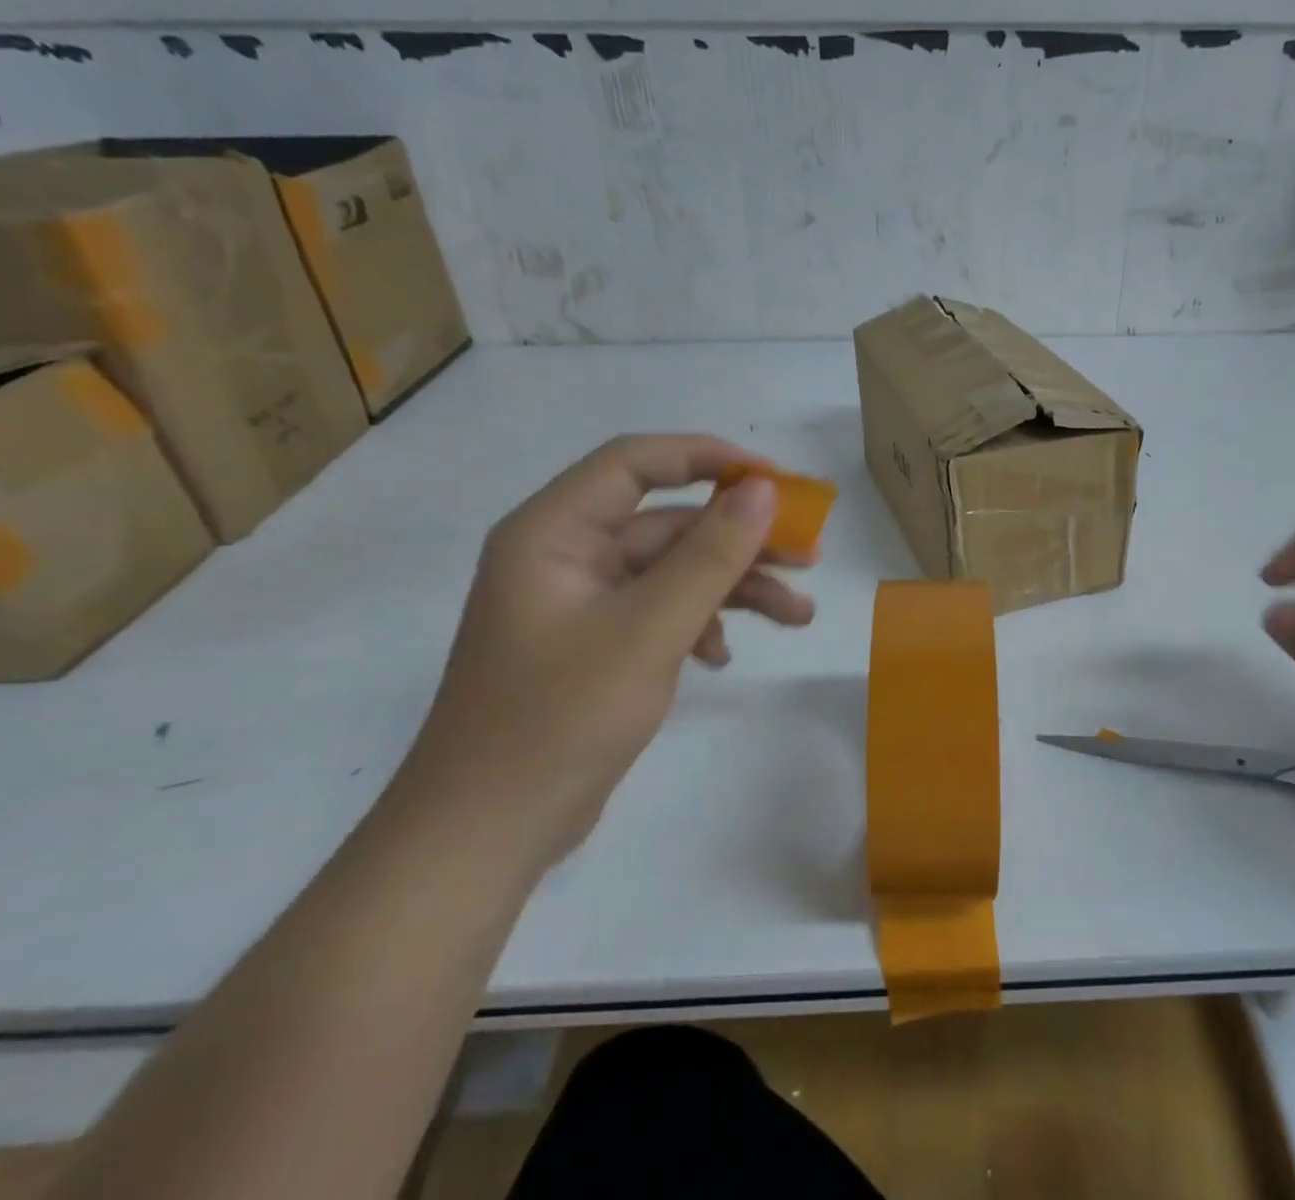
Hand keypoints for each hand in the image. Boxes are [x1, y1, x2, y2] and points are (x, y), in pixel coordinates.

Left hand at [387, 435, 813, 872]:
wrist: (486, 835)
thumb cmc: (560, 718)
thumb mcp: (650, 630)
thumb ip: (710, 554)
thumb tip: (762, 489)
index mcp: (555, 532)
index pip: (637, 462)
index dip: (709, 458)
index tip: (774, 480)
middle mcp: (566, 555)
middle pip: (668, 522)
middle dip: (740, 540)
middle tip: (808, 554)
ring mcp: (581, 602)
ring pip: (673, 570)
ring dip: (734, 588)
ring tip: (799, 616)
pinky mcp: (596, 643)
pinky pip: (661, 611)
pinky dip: (701, 623)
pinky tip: (723, 656)